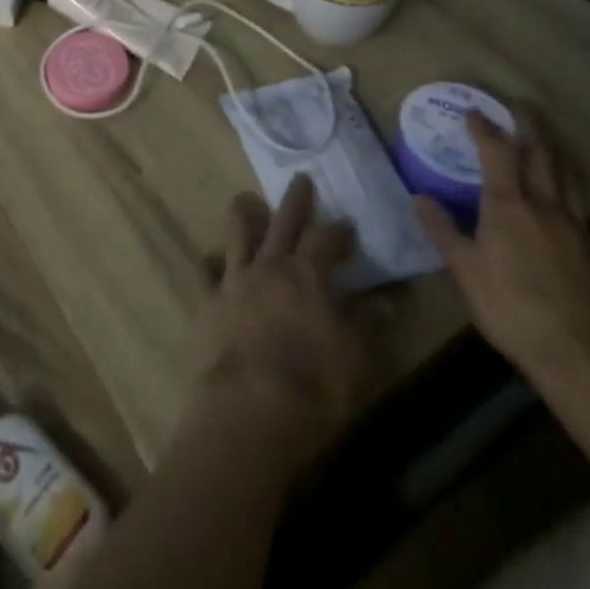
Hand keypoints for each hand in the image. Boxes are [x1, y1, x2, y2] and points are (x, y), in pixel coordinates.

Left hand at [192, 175, 372, 466]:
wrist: (250, 409)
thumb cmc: (314, 387)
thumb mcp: (357, 360)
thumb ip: (367, 325)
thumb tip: (383, 301)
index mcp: (307, 275)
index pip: (326, 238)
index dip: (339, 231)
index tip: (347, 226)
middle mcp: (269, 265)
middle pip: (283, 220)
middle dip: (295, 199)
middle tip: (301, 179)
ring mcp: (235, 278)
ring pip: (238, 230)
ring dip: (245, 212)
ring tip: (248, 201)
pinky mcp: (208, 300)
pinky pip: (206, 270)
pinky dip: (211, 262)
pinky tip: (212, 261)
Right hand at [414, 112, 589, 390]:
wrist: (582, 357)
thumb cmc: (512, 308)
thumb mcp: (464, 270)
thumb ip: (442, 230)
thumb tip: (418, 197)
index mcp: (509, 205)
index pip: (497, 152)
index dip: (485, 128)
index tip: (474, 111)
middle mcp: (544, 206)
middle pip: (540, 154)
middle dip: (528, 126)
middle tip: (521, 106)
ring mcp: (575, 227)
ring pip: (566, 176)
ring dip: (553, 151)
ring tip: (544, 140)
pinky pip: (579, 206)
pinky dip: (568, 189)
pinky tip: (563, 200)